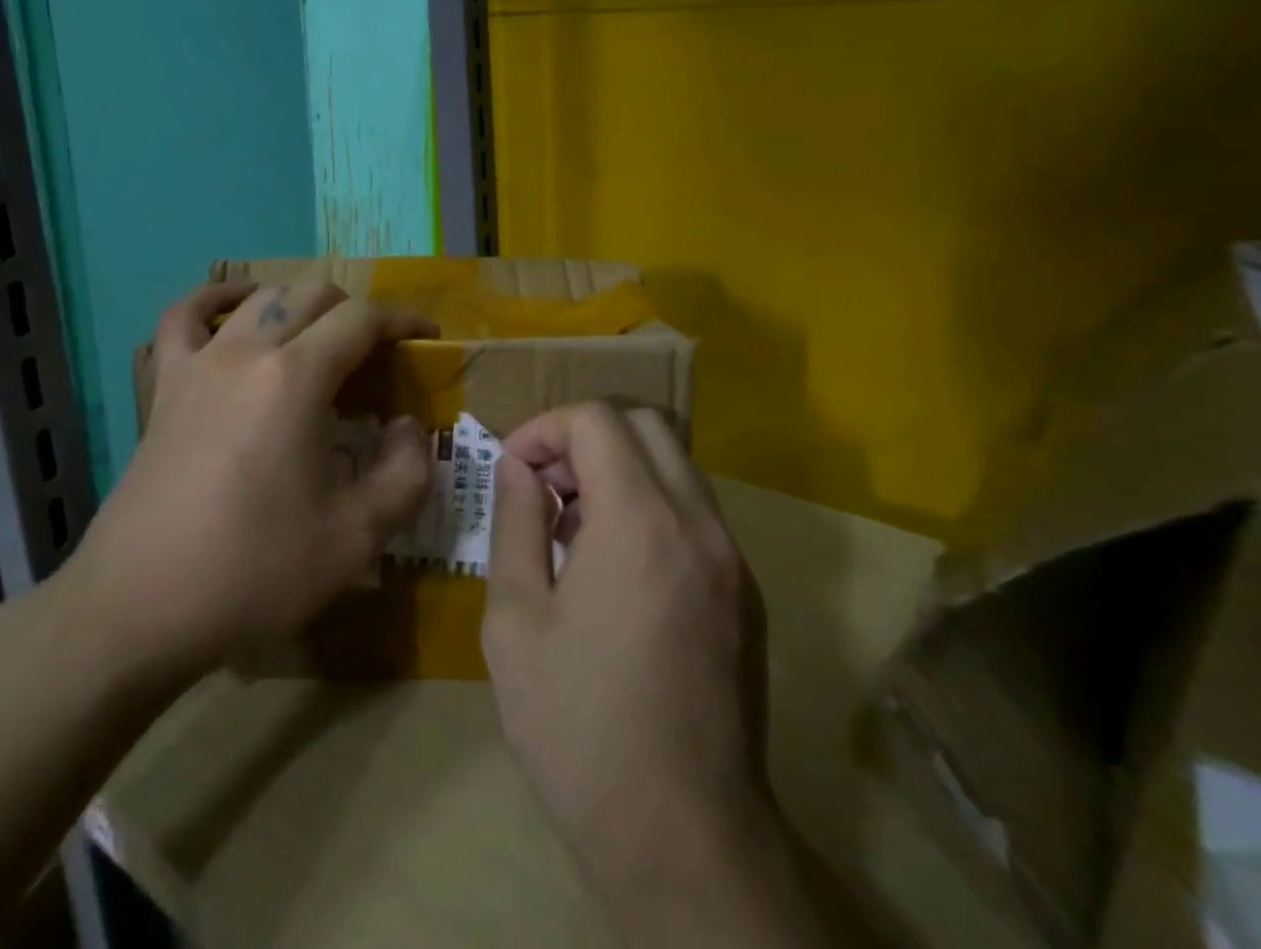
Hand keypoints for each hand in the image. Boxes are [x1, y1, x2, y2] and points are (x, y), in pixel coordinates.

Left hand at [71, 279, 437, 686]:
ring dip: (300, 306)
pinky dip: (215, 299)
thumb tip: (408, 427)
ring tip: (320, 342)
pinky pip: (184, 317)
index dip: (402, 321)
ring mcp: (198, 363)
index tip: (427, 339)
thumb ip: (406, 473)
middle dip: (356, 313)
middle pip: (312, 295)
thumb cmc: (253, 571)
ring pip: (259, 298)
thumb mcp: (357, 537)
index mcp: (296, 378)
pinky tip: (235, 308)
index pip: (361, 319)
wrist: (139, 607)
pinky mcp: (164, 386)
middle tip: (377, 358)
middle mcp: (246, 350)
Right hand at [482, 404, 801, 940]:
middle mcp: (698, 523)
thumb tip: (517, 466)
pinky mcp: (746, 593)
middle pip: (644, 424)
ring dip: (620, 468)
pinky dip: (651, 504)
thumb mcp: (515, 619)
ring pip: (676, 463)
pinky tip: (617, 568)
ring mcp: (732, 558)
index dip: (545, 428)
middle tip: (546, 488)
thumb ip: (515, 521)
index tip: (514, 470)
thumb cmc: (579, 727)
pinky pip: (695, 511)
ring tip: (575, 528)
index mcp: (640, 521)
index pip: (596, 419)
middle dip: (585, 437)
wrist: (684, 840)